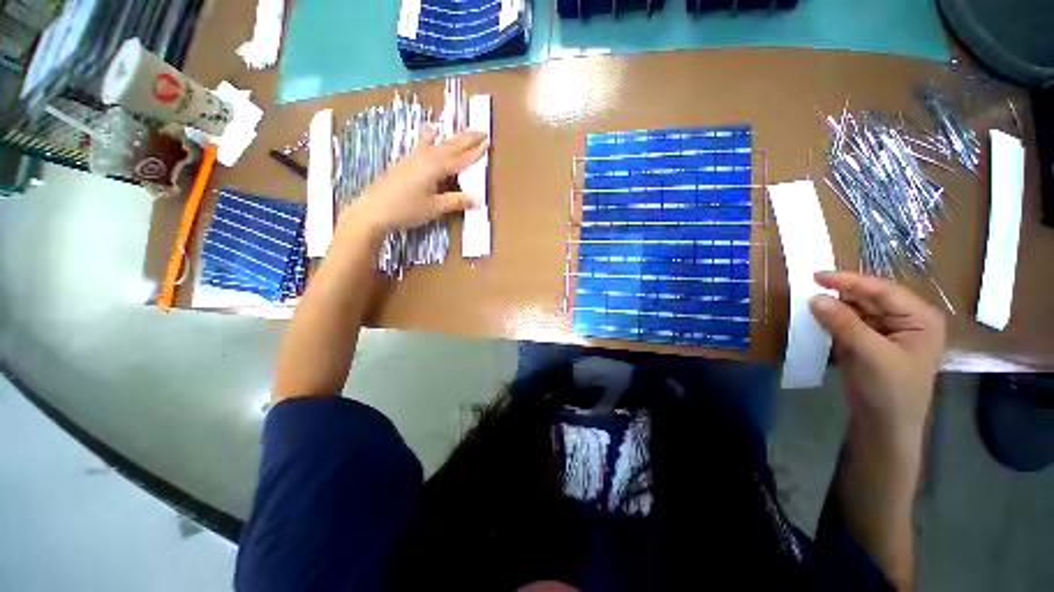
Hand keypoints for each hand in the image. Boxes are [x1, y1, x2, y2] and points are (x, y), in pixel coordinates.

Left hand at [344, 127, 487, 236]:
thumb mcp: (434, 207)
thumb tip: (478, 200)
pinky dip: (430, 138)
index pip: (460, 159)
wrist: (374, 209)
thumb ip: (456, 201)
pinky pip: (423, 145)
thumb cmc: (407, 209)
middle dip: (467, 139)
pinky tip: (431, 131)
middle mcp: (426, 158)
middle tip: (481, 131)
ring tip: (462, 130)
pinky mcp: (406, 162)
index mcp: (436, 168)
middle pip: (450, 146)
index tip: (487, 142)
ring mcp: (414, 158)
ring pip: (438, 144)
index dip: (474, 152)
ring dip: (452, 137)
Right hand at [810, 272, 945, 448]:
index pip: (882, 290)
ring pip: (857, 310)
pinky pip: (850, 324)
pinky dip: (833, 320)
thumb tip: (814, 298)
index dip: (849, 281)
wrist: (885, 428)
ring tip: (808, 303)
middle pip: (869, 298)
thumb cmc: (890, 392)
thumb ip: (845, 324)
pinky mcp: (871, 343)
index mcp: (920, 318)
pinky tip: (817, 320)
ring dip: (834, 307)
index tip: (815, 275)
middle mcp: (907, 320)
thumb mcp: (870, 355)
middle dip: (840, 293)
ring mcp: (888, 332)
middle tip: (807, 288)